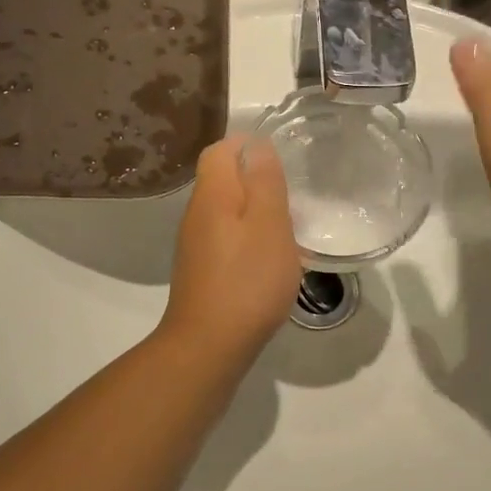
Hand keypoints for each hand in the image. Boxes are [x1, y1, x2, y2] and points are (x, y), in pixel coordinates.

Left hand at [159, 135, 301, 358]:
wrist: (210, 346)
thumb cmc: (247, 281)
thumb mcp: (269, 225)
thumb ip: (264, 182)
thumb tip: (257, 145)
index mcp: (212, 195)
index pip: (220, 150)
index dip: (248, 146)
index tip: (282, 161)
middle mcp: (197, 214)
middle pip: (223, 180)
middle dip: (258, 181)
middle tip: (293, 198)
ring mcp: (197, 245)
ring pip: (228, 212)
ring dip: (257, 214)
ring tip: (290, 230)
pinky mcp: (203, 271)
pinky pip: (228, 240)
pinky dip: (250, 241)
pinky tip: (272, 261)